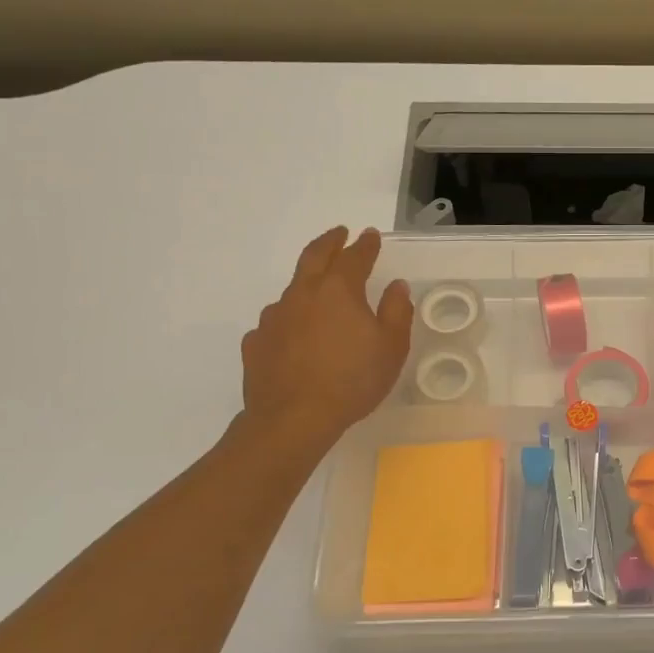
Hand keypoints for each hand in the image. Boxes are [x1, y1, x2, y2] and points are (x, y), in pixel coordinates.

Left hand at [240, 227, 413, 444]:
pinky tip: (294, 335)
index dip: (365, 245)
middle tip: (339, 233)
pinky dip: (289, 320)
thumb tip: (396, 286)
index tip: (371, 236)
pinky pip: (276, 323)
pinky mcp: (256, 342)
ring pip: (292, 290)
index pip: (354, 257)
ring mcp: (273, 317)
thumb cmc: (352, 380)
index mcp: (338, 290)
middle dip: (330, 242)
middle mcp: (302, 294)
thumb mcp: (391, 347)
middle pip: (314, 257)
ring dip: (308, 283)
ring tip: (318, 292)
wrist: (293, 419)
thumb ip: (396, 311)